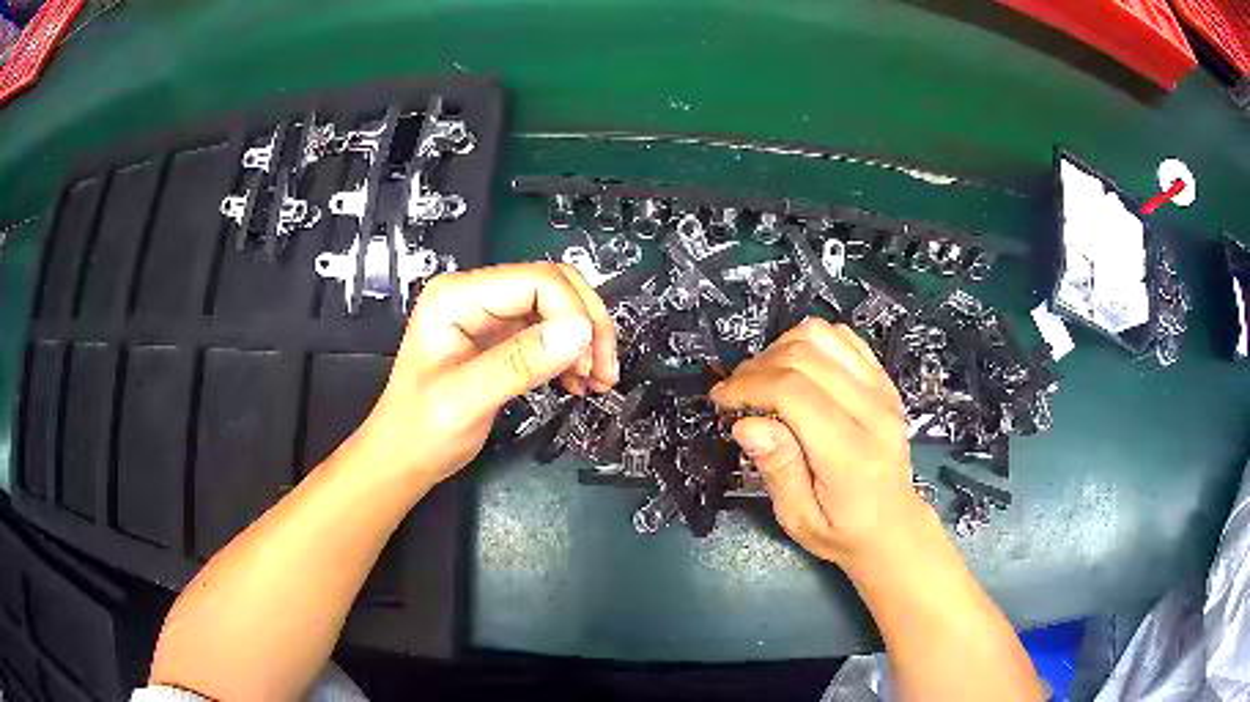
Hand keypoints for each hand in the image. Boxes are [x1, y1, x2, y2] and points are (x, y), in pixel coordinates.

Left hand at [346, 263, 617, 483]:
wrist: (403, 458)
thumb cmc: (419, 431)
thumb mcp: (464, 400)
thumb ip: (520, 363)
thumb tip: (580, 333)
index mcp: (457, 296)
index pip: (536, 281)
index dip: (573, 314)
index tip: (591, 360)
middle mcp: (476, 295)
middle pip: (554, 286)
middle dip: (587, 324)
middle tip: (603, 370)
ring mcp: (490, 316)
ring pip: (559, 308)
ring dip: (586, 340)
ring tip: (597, 381)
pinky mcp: (502, 339)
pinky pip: (550, 332)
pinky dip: (573, 354)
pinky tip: (580, 382)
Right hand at [710, 319, 919, 564]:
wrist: (893, 527)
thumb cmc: (843, 532)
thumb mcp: (799, 519)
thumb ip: (777, 469)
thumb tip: (746, 424)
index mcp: (851, 454)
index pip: (793, 392)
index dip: (748, 386)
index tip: (721, 399)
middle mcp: (873, 413)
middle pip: (805, 357)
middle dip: (757, 366)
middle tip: (735, 391)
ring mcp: (883, 391)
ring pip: (823, 336)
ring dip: (782, 348)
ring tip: (763, 378)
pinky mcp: (884, 382)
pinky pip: (844, 338)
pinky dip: (811, 342)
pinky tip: (796, 369)